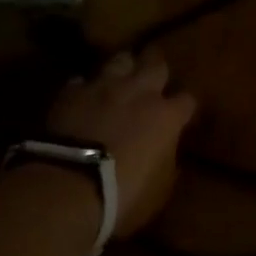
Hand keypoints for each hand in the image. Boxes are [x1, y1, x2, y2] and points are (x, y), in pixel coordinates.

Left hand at [45, 50, 196, 237]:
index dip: (184, 106)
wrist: (68, 187)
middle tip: (155, 72)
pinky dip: (85, 88)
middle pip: (155, 64)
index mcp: (167, 116)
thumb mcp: (159, 189)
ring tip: (121, 75)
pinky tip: (83, 96)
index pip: (187, 100)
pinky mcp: (71, 93)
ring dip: (123, 67)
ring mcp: (104, 88)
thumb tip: (167, 154)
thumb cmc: (123, 194)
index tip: (181, 114)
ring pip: (120, 60)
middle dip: (157, 66)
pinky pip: (81, 81)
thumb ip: (166, 163)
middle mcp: (140, 93)